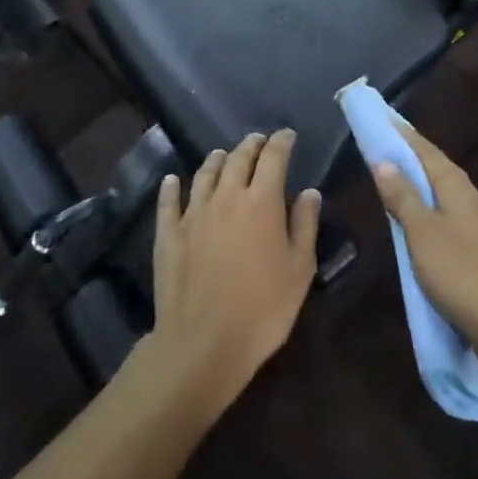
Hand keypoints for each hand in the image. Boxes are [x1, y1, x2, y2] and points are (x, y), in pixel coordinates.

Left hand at [147, 130, 322, 415]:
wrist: (203, 342)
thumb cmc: (263, 309)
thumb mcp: (299, 270)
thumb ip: (305, 225)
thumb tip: (309, 192)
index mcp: (261, 202)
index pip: (273, 158)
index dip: (281, 142)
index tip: (287, 135)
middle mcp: (226, 197)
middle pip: (238, 159)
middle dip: (251, 145)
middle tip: (258, 141)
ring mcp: (193, 214)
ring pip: (205, 174)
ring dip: (216, 160)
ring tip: (223, 154)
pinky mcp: (168, 234)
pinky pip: (169, 202)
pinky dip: (172, 187)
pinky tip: (172, 180)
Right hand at [371, 125, 477, 353]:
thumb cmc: (460, 274)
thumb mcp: (422, 233)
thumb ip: (403, 196)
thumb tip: (384, 161)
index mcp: (459, 188)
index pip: (426, 151)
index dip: (403, 136)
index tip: (382, 119)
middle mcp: (476, 201)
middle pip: (439, 172)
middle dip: (413, 160)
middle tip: (385, 150)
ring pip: (450, 198)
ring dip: (426, 188)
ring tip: (405, 186)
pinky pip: (458, 223)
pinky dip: (440, 216)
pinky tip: (443, 225)